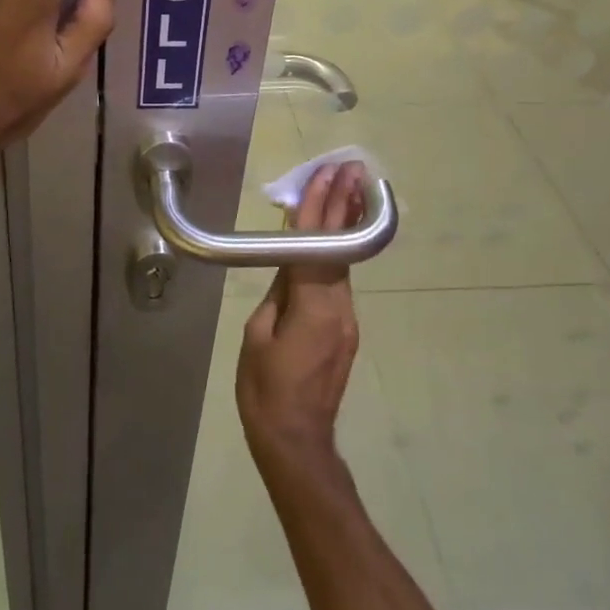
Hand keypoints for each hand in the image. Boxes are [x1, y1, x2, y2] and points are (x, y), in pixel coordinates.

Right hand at [237, 162, 366, 478]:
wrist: (298, 442)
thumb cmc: (266, 391)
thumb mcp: (257, 337)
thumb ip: (276, 295)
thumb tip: (288, 268)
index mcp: (313, 307)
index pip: (314, 244)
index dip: (318, 207)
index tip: (326, 174)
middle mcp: (339, 308)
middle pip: (339, 246)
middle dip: (345, 204)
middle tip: (352, 168)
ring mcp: (347, 320)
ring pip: (342, 262)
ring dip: (343, 223)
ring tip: (348, 187)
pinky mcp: (345, 331)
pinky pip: (338, 282)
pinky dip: (335, 252)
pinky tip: (330, 237)